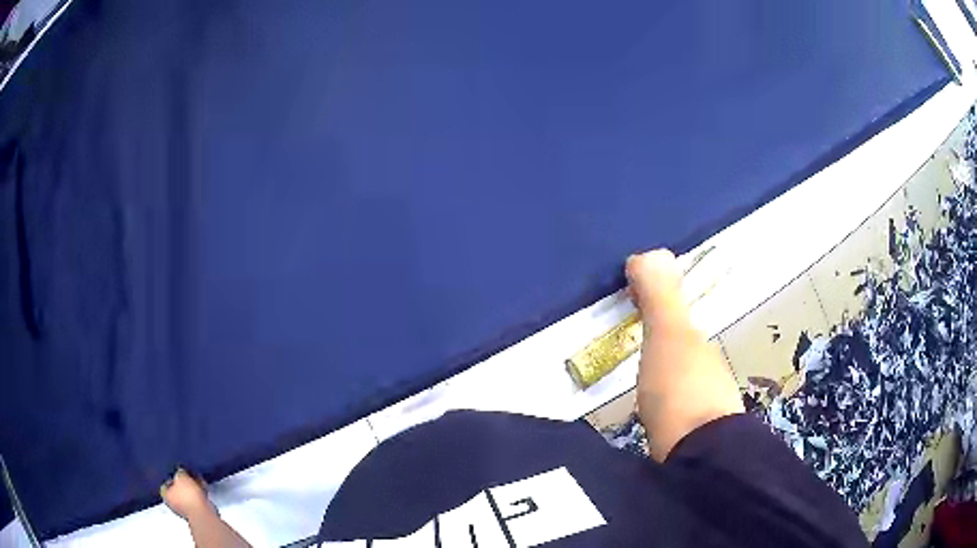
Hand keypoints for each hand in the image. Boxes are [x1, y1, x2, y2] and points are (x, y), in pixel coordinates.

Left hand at [161, 468, 215, 521]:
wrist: (204, 514)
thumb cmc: (189, 496)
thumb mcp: (182, 476)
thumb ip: (179, 471)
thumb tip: (180, 471)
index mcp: (166, 496)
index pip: (164, 484)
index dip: (169, 477)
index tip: (175, 471)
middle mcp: (173, 504)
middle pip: (176, 490)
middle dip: (182, 483)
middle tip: (187, 475)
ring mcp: (186, 511)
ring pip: (187, 496)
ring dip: (192, 489)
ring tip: (197, 480)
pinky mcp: (197, 514)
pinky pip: (196, 500)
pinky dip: (198, 494)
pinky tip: (203, 488)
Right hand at [626, 249, 742, 461]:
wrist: (697, 458)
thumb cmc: (681, 389)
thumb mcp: (668, 336)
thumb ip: (660, 296)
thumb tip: (649, 253)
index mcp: (700, 347)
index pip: (678, 322)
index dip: (657, 310)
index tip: (629, 308)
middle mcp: (708, 375)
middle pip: (680, 356)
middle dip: (658, 348)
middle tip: (624, 347)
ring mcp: (702, 410)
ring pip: (678, 386)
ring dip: (659, 381)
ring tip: (629, 385)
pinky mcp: (690, 440)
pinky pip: (672, 413)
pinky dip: (659, 409)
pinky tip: (643, 419)